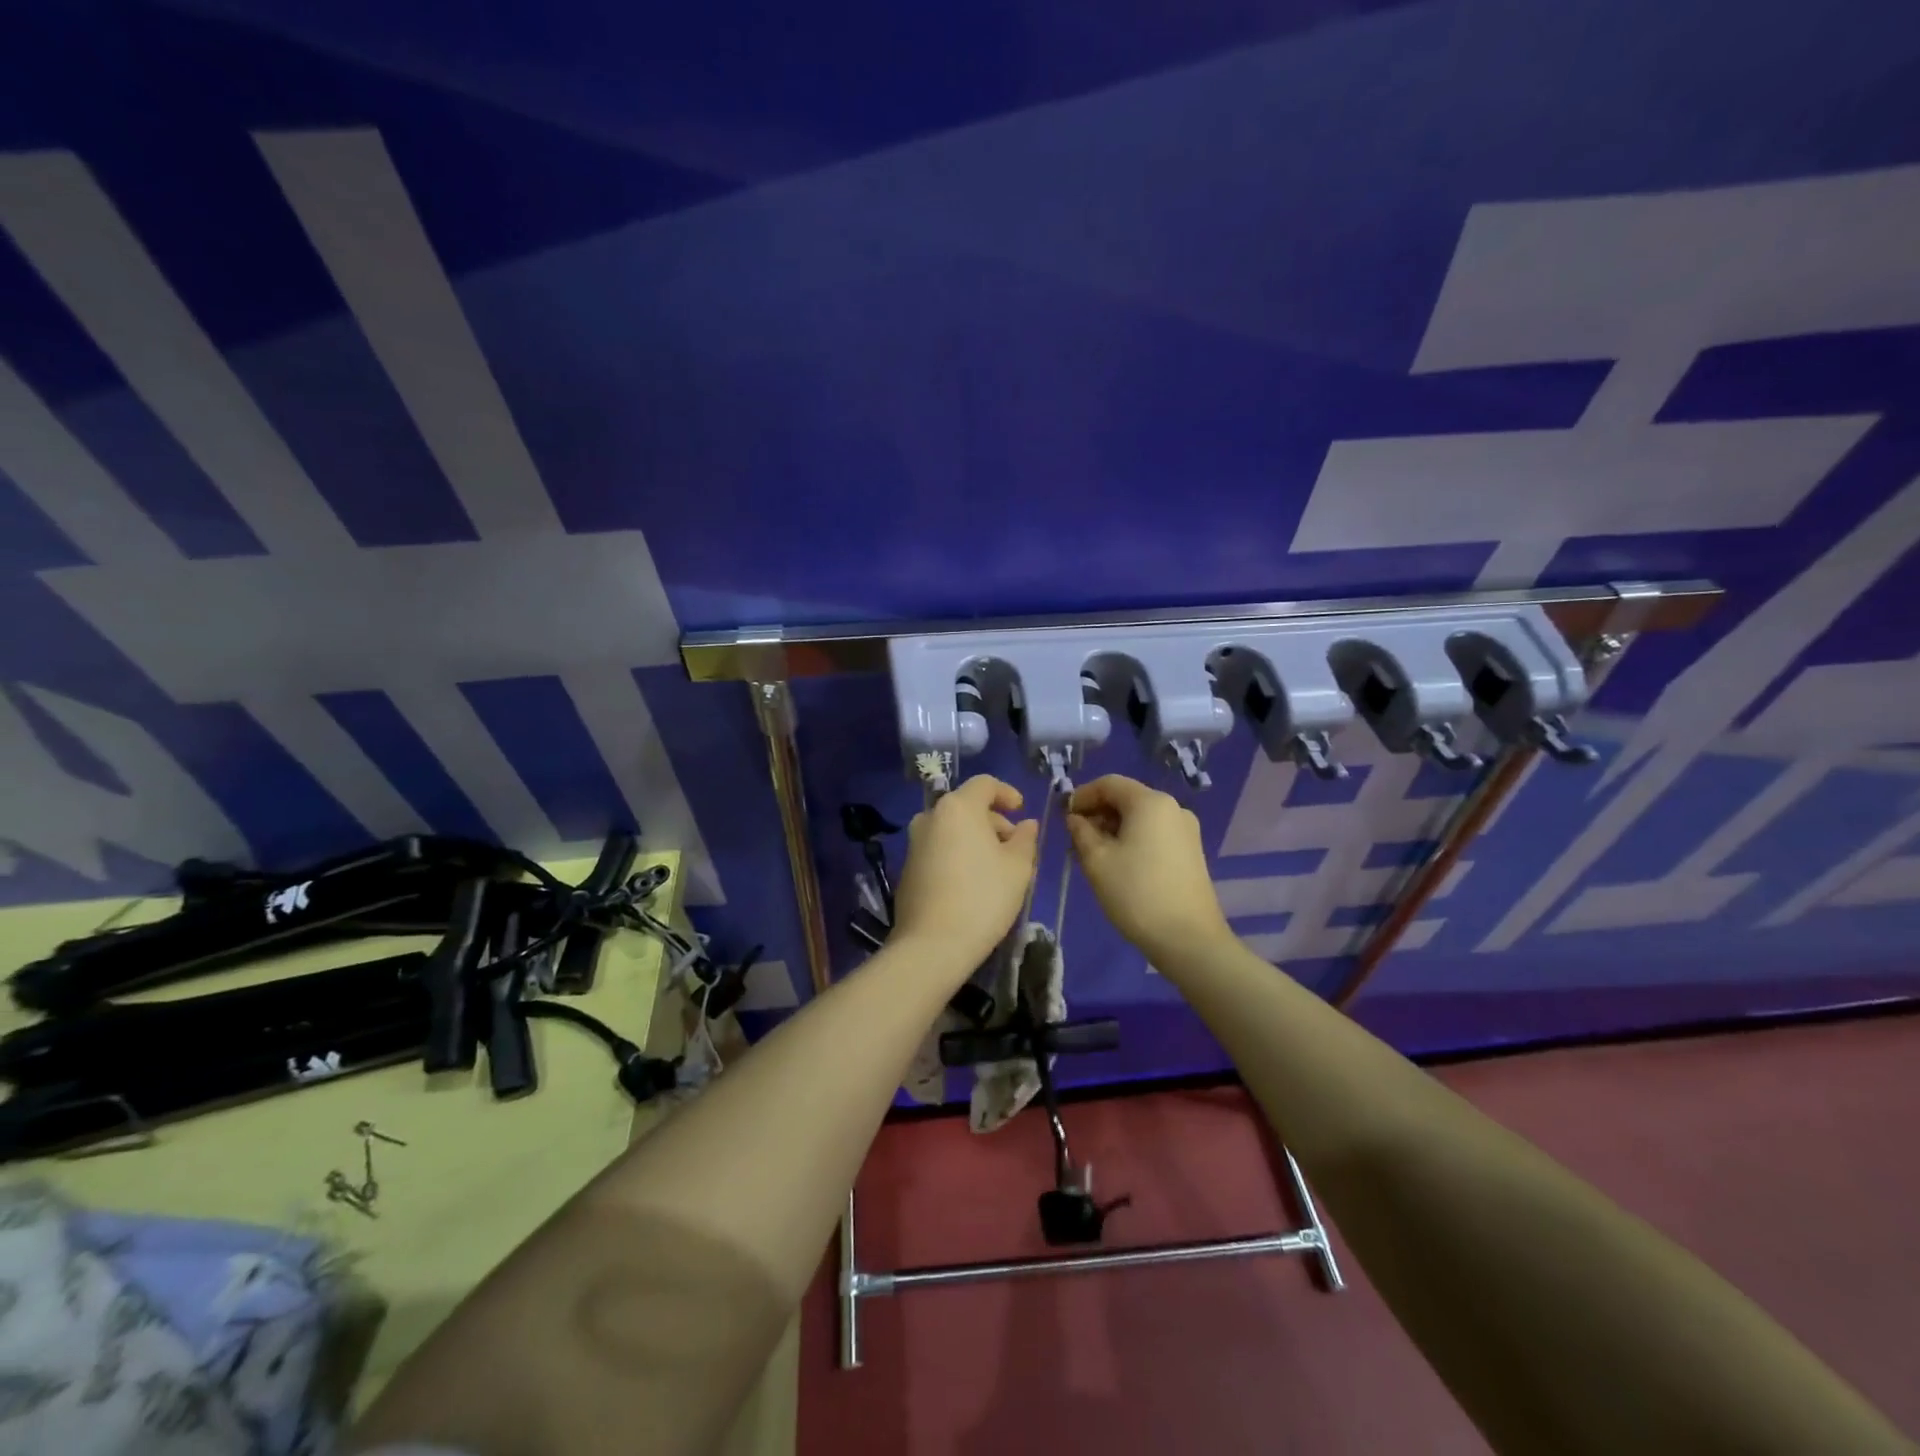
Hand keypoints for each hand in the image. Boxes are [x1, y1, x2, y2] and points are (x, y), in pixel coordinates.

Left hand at [891, 777, 1039, 977]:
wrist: (931, 945)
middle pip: (967, 806)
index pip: (985, 784)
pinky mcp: (907, 868)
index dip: (1007, 793)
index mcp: (958, 807)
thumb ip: (1025, 839)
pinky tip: (972, 883)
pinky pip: (939, 849)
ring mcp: (914, 843)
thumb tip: (1026, 825)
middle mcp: (930, 817)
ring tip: (996, 867)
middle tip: (1014, 847)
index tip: (1021, 811)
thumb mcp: (1017, 868)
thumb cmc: (983, 898)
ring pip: (952, 829)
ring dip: (975, 839)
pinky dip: (957, 854)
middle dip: (993, 821)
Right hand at [1066, 775, 1230, 961]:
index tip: (1063, 817)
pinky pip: (1155, 833)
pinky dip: (1133, 838)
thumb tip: (1076, 818)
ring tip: (1094, 854)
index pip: (1109, 783)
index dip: (1082, 795)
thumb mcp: (1096, 861)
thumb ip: (1081, 831)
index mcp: (1150, 802)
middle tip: (1075, 838)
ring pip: (1141, 817)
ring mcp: (1186, 830)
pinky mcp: (1191, 851)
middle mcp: (1172, 807)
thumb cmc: (1136, 893)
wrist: (1189, 939)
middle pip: (1127, 798)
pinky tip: (1120, 864)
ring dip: (1114, 827)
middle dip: (1098, 812)